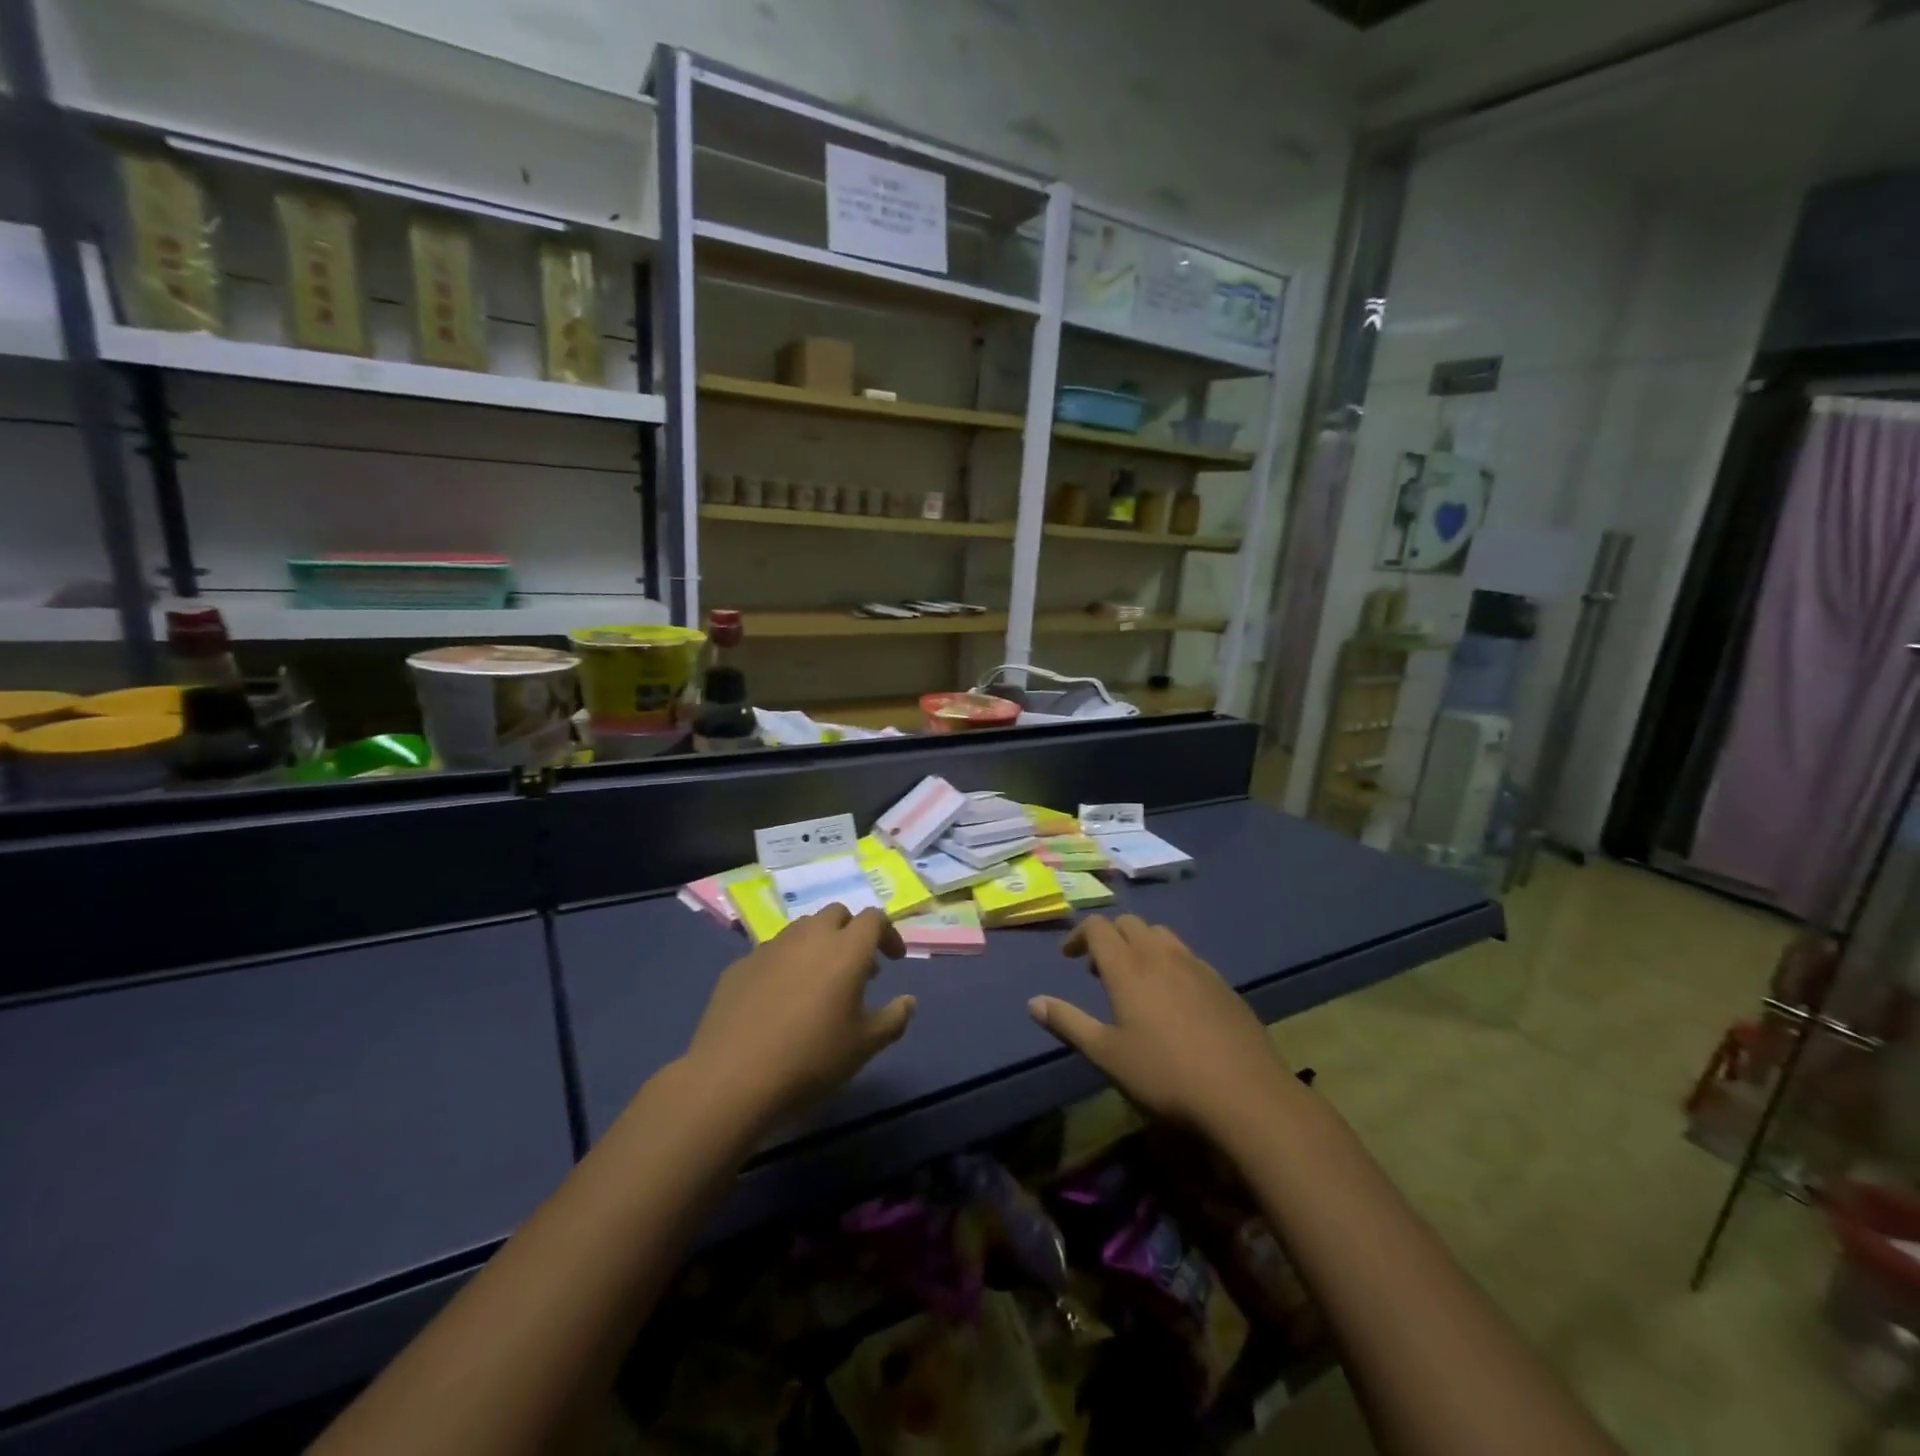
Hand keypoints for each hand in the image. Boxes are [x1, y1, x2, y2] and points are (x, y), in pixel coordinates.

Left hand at [681, 906, 913, 1121]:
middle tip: (857, 967)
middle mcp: (809, 937)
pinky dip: (787, 963)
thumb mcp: (864, 1047)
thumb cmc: (810, 1059)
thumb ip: (893, 1019)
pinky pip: (772, 952)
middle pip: (837, 914)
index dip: (887, 934)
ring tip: (819, 982)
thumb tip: (908, 1001)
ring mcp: (771, 948)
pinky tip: (780, 999)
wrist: (732, 1078)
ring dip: (818, 944)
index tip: (893, 960)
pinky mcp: (740, 965)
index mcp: (846, 949)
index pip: (874, 918)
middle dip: (851, 931)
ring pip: (802, 928)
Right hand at [1029, 914, 1295, 1139]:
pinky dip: (1169, 962)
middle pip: (1129, 923)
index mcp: (1128, 967)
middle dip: (1109, 936)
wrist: (1246, 1095)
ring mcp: (1196, 966)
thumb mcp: (1107, 1055)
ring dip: (1140, 945)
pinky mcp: (1222, 984)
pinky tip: (1174, 999)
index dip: (1079, 934)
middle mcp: (1160, 955)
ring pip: (1161, 935)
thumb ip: (1068, 1023)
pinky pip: (1187, 956)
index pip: (1097, 927)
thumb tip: (1033, 1002)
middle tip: (1098, 969)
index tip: (1069, 957)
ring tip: (1136, 979)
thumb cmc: (1166, 1075)